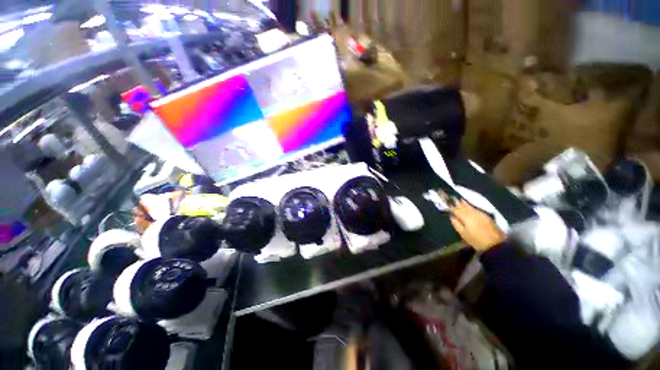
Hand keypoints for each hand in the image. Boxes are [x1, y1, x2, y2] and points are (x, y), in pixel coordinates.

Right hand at [450, 200, 506, 251]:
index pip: (456, 209)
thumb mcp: (463, 233)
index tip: (447, 203)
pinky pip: (475, 209)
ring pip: (470, 206)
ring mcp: (480, 214)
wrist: (495, 244)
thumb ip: (456, 224)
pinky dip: (471, 207)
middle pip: (463, 206)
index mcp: (465, 217)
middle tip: (453, 198)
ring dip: (464, 203)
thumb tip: (452, 216)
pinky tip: (469, 206)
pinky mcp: (486, 216)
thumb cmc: (476, 240)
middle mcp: (472, 213)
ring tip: (460, 200)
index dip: (451, 207)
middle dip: (458, 202)